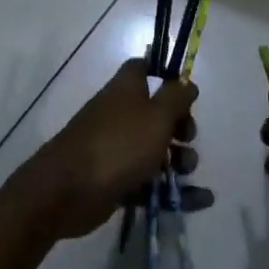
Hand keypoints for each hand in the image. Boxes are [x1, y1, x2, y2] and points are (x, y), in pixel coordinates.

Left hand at [11, 59, 205, 242]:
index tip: (185, 92)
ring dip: (179, 160)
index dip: (165, 75)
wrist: (67, 192)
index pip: (143, 68)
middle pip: (157, 113)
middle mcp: (120, 115)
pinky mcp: (116, 181)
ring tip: (186, 171)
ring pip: (156, 150)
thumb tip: (186, 82)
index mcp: (126, 90)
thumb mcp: (156, 116)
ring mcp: (117, 149)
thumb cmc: (118, 145)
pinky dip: (175, 191)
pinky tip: (202, 200)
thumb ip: (176, 97)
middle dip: (180, 126)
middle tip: (188, 138)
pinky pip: (151, 182)